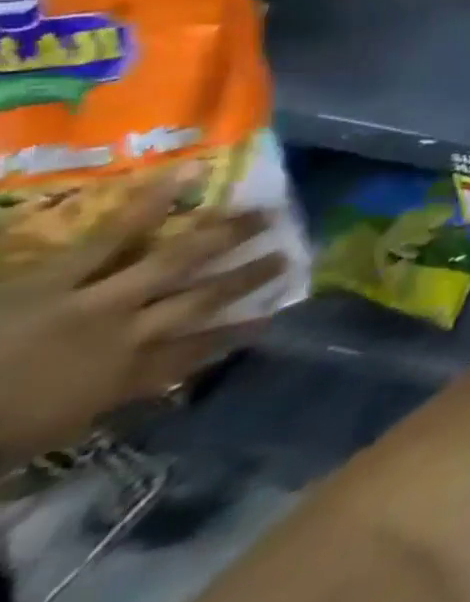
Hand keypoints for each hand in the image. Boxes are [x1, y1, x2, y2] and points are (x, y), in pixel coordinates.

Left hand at [0, 184, 287, 466]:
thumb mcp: (49, 429)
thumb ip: (99, 398)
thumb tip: (147, 375)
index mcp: (121, 379)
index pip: (195, 353)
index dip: (236, 335)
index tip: (273, 318)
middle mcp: (128, 334)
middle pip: (200, 300)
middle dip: (246, 276)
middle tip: (288, 254)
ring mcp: (98, 299)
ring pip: (176, 261)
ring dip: (225, 236)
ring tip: (267, 212)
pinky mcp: (61, 275)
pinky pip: (115, 233)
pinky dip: (154, 200)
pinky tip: (191, 172)